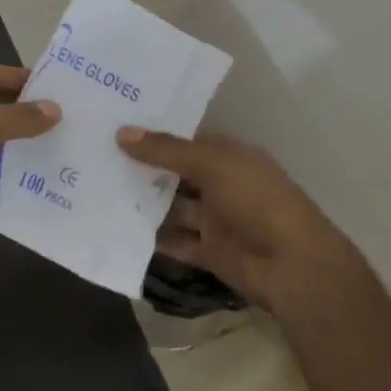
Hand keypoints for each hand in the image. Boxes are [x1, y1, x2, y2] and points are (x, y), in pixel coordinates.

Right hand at [116, 127, 350, 308]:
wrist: (293, 266)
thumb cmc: (257, 200)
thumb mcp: (212, 164)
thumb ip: (166, 150)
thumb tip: (121, 133)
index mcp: (229, 155)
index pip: (186, 138)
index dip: (155, 133)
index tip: (115, 124)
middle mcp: (221, 183)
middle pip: (176, 172)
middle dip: (143, 167)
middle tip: (97, 156)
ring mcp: (215, 218)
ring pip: (173, 207)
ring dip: (144, 202)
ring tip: (99, 190)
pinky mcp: (209, 251)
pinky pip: (176, 241)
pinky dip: (153, 238)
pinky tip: (119, 228)